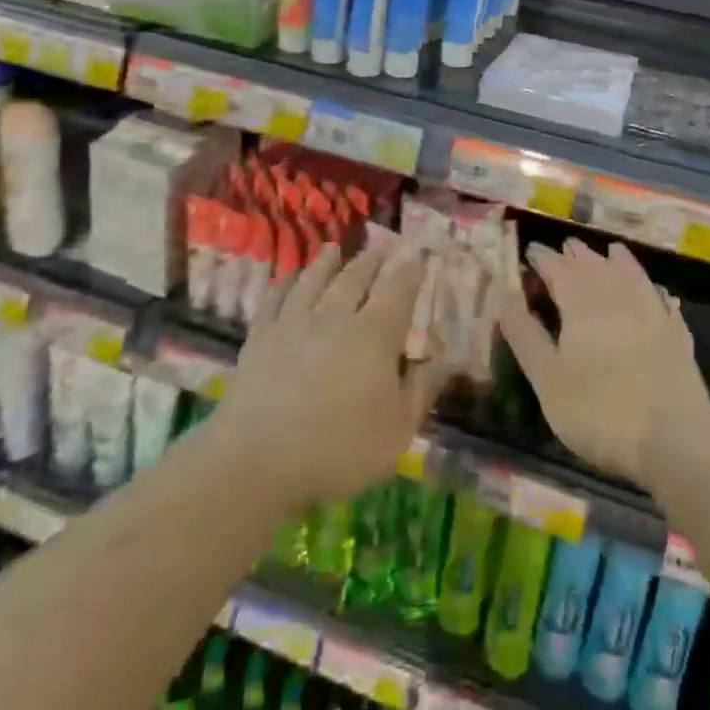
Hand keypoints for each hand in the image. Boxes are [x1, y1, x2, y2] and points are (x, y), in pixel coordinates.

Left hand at [214, 243, 443, 509]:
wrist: (257, 462)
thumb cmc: (338, 450)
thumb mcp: (397, 430)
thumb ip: (424, 388)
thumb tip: (452, 357)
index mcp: (374, 334)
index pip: (398, 290)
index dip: (410, 269)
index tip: (418, 254)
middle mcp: (335, 316)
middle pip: (355, 277)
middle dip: (371, 261)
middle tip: (380, 248)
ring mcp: (293, 322)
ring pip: (314, 280)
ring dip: (326, 262)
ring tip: (334, 248)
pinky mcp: (260, 336)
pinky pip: (275, 298)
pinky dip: (285, 283)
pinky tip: (288, 279)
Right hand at [500, 240, 709, 486]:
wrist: (675, 440)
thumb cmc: (599, 412)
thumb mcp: (548, 380)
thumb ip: (525, 335)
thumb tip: (505, 296)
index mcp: (581, 303)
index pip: (557, 268)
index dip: (542, 257)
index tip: (531, 251)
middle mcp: (617, 296)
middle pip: (594, 264)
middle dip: (577, 254)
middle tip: (565, 247)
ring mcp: (652, 312)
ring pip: (631, 274)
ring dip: (616, 260)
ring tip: (610, 251)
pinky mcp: (676, 333)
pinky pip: (661, 298)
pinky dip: (652, 288)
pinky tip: (655, 291)